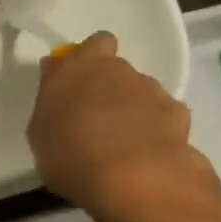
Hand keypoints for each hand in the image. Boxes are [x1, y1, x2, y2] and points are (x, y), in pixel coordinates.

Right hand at [27, 32, 220, 221]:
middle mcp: (121, 69)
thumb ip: (50, 100)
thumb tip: (56, 77)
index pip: (96, 43)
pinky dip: (159, 133)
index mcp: (83, 65)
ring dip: (135, 113)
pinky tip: (148, 158)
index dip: (92, 59)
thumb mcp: (40, 130)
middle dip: (111, 91)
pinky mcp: (180, 117)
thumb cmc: (71, 152)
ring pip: (143, 95)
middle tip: (97, 123)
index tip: (81, 82)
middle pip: (119, 71)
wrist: (132, 178)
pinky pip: (165, 120)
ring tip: (124, 148)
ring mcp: (153, 92)